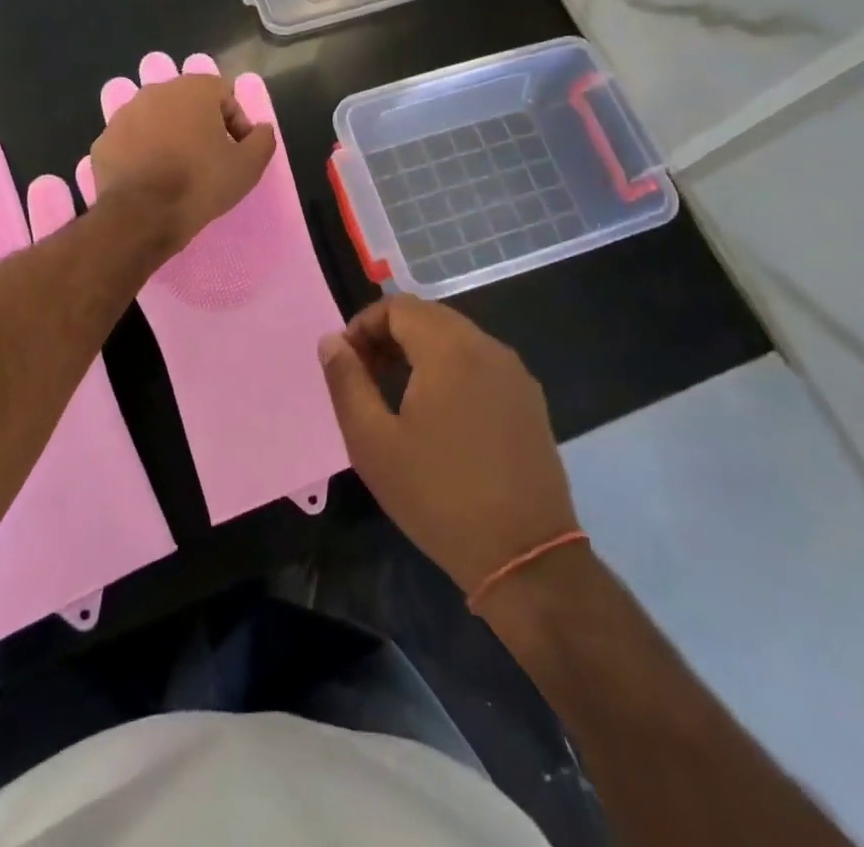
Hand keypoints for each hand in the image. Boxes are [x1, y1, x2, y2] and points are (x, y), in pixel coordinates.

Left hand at [88, 73, 276, 257]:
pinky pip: (131, 143)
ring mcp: (123, 115)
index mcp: (193, 89)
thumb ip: (262, 139)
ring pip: (156, 121)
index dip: (236, 124)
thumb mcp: (249, 165)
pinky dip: (142, 155)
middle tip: (209, 160)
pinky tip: (151, 181)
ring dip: (169, 138)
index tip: (238, 152)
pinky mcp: (103, 142)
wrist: (143, 215)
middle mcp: (155, 92)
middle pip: (187, 105)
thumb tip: (261, 129)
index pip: (223, 95)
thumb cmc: (201, 183)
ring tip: (178, 172)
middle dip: (200, 127)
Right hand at [320, 296, 577, 595]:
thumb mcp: (372, 441)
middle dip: (390, 337)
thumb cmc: (437, 495)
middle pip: (429, 317)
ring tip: (397, 396)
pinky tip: (440, 416)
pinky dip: (451, 370)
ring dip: (420, 352)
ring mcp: (515, 375)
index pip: (398, 306)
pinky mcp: (531, 402)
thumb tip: (332, 341)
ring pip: (457, 339)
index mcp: (449, 349)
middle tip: (366, 377)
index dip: (364, 325)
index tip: (348, 362)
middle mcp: (488, 348)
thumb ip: (346, 381)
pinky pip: (481, 364)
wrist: (525, 557)